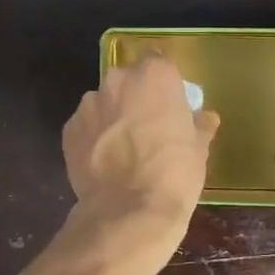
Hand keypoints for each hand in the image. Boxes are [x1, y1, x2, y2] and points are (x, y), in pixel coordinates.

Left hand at [62, 54, 218, 261]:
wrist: (129, 211)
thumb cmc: (174, 174)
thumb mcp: (198, 150)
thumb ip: (200, 127)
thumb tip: (206, 119)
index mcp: (155, 76)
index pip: (159, 62)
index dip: (163, 82)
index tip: (169, 102)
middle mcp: (118, 81)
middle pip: (127, 80)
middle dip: (135, 97)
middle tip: (147, 126)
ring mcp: (89, 105)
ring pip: (103, 103)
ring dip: (112, 117)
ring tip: (123, 149)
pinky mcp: (68, 131)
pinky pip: (86, 127)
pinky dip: (94, 138)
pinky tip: (105, 162)